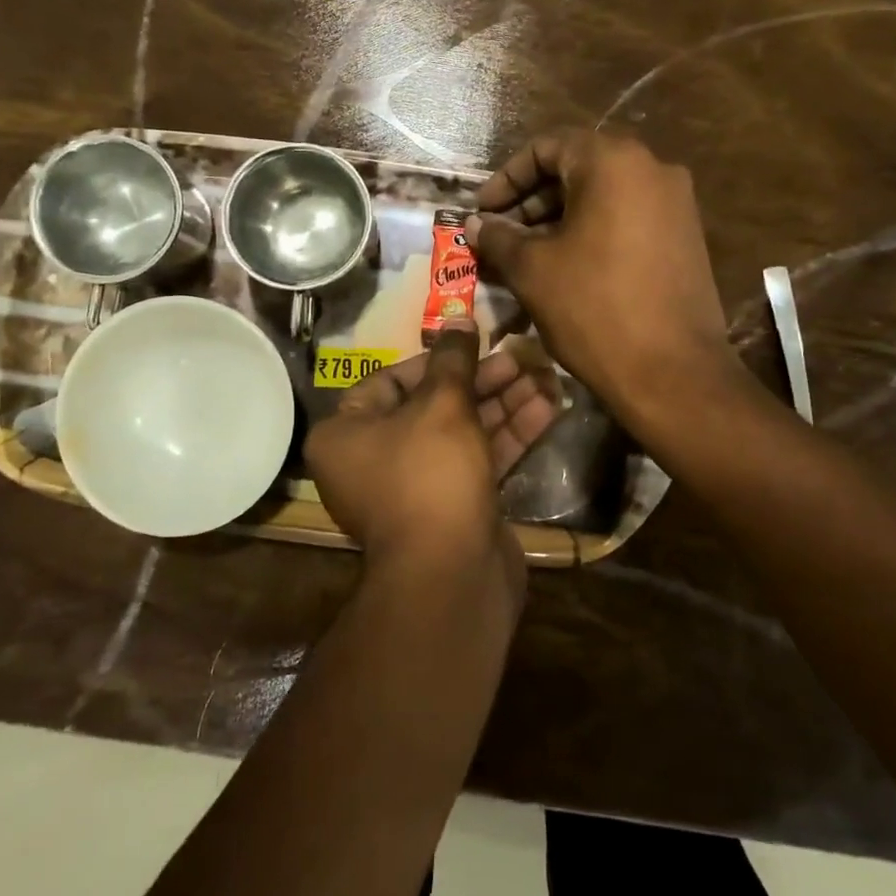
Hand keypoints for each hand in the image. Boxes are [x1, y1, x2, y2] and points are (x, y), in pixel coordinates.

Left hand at [305, 328, 554, 590]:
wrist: (451, 577)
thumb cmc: (430, 475)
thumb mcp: (443, 406)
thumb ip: (453, 360)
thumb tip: (457, 318)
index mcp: (346, 434)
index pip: (390, 381)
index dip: (435, 360)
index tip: (474, 343)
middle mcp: (374, 459)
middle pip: (433, 405)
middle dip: (481, 381)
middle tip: (522, 357)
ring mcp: (417, 487)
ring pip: (462, 433)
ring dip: (504, 404)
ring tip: (546, 376)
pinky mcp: (454, 506)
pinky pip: (479, 460)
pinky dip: (509, 436)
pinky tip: (549, 409)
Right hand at [467, 131, 737, 428]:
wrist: (673, 372)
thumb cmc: (594, 309)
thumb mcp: (532, 270)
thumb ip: (499, 238)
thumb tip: (476, 223)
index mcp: (613, 162)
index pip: (546, 148)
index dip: (505, 178)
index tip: (481, 211)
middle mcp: (652, 169)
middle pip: (576, 170)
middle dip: (530, 201)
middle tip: (498, 236)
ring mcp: (675, 204)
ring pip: (602, 197)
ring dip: (557, 220)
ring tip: (524, 256)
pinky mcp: (685, 237)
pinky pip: (626, 219)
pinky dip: (590, 233)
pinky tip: (564, 268)